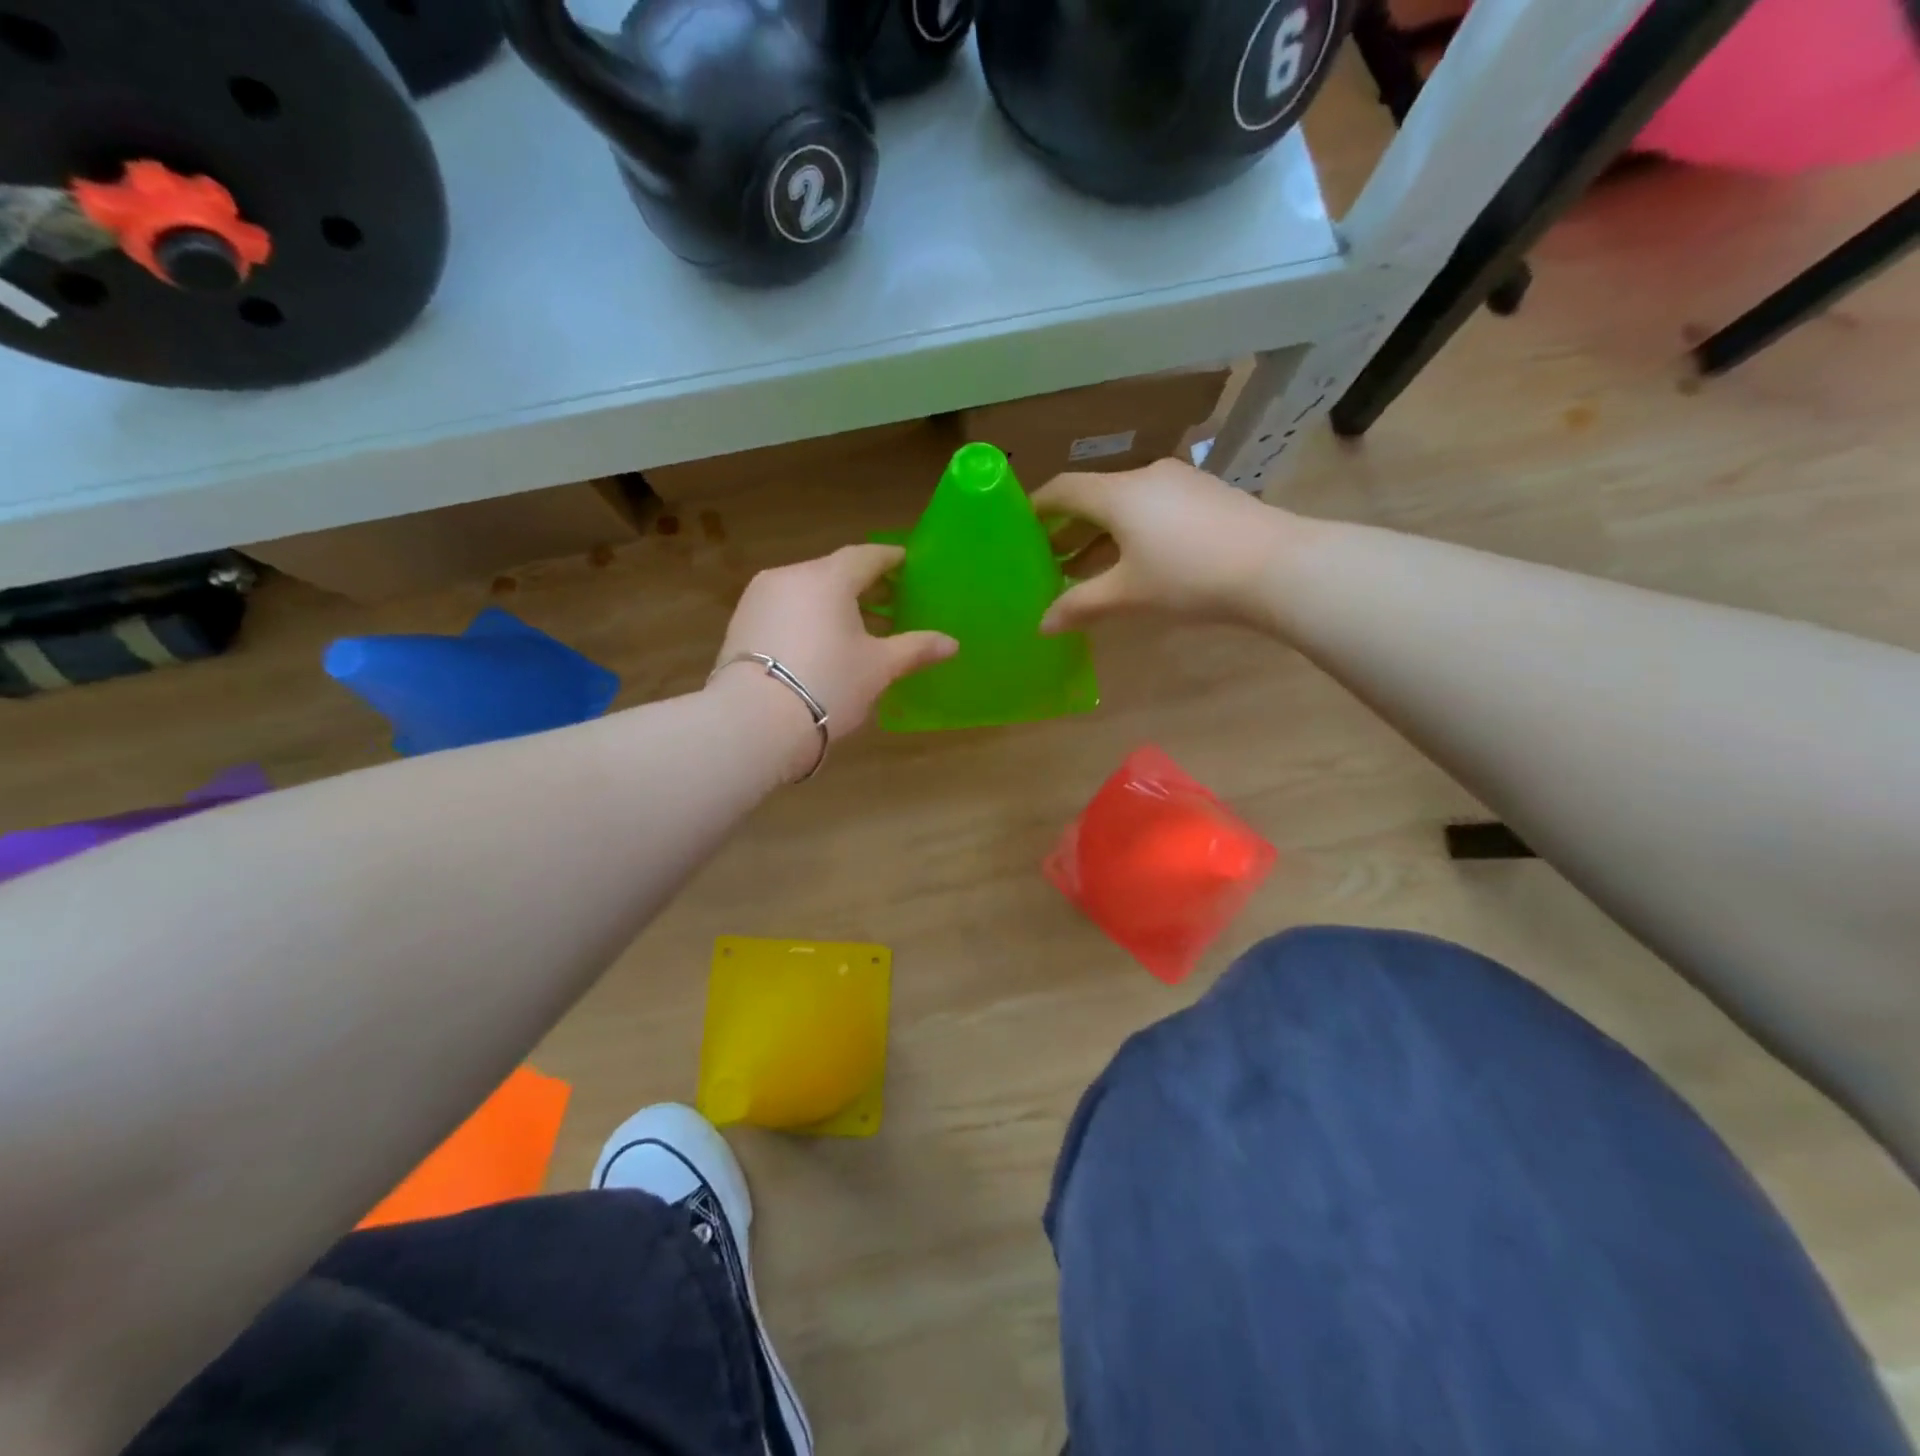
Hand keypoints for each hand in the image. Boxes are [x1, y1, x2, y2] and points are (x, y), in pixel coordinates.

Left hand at [710, 545, 956, 774]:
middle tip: (890, 600)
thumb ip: (915, 649)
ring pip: (806, 590)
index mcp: (828, 578)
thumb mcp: (878, 668)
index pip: (866, 556)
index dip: (890, 560)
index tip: (907, 564)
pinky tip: (821, 641)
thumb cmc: (828, 684)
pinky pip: (785, 608)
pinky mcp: (741, 623)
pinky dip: (808, 616)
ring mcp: (759, 598)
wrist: (753, 722)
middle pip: (834, 572)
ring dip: (834, 602)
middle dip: (864, 584)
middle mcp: (790, 576)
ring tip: (858, 626)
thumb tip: (951, 643)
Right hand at [1031, 460, 1293, 632]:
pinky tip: (1134, 561)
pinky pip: (1154, 508)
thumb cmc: (1188, 577)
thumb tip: (1041, 626)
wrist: (1277, 566)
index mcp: (1118, 493)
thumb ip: (1080, 606)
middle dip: (1068, 527)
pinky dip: (1132, 531)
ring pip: (1126, 504)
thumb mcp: (1127, 595)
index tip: (1018, 525)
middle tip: (1047, 557)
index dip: (1037, 506)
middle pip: (1094, 496)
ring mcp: (1181, 483)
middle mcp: (1146, 476)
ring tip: (1085, 566)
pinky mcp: (1207, 496)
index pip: (1064, 489)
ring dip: (1101, 533)